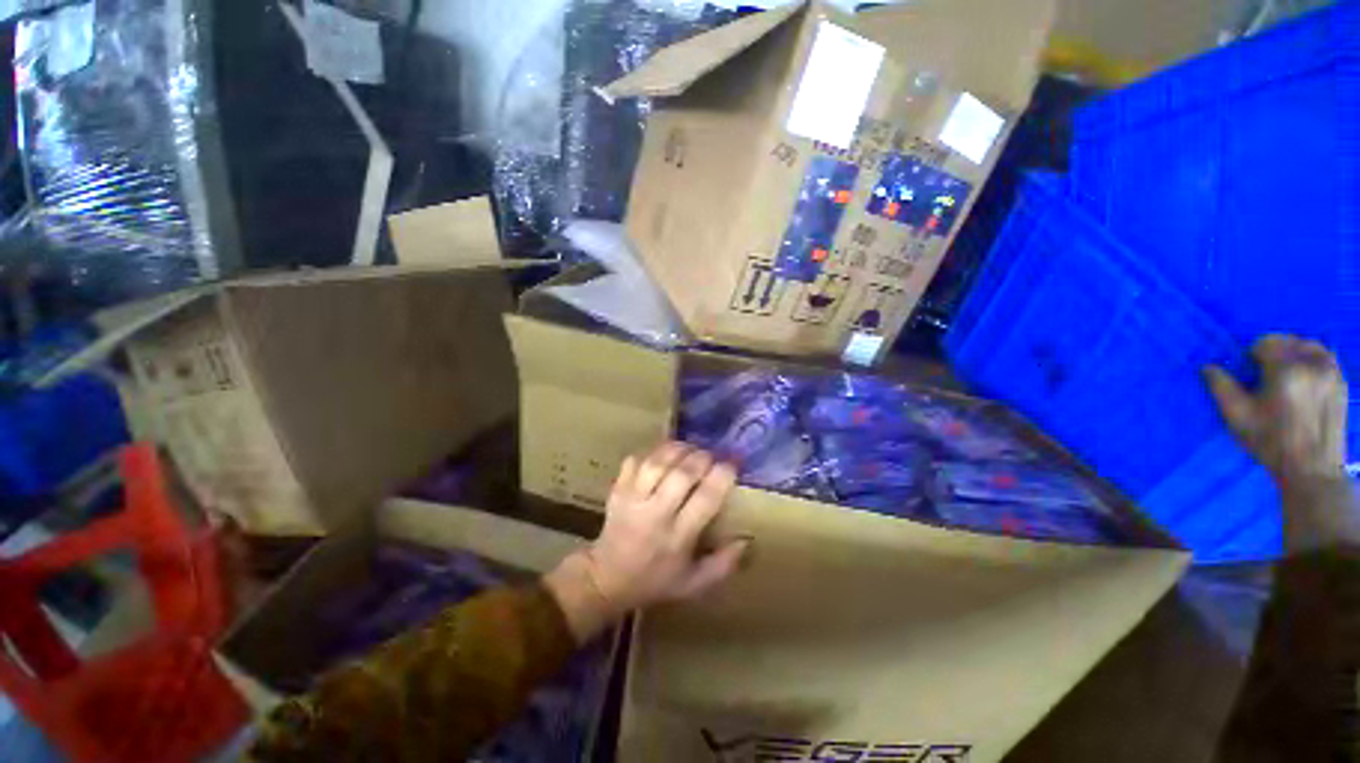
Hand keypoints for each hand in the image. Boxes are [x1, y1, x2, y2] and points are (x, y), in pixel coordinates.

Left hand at [543, 443, 748, 641]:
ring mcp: (632, 499)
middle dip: (702, 458)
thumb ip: (724, 564)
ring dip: (679, 449)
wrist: (606, 578)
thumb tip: (747, 539)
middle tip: (712, 455)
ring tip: (691, 449)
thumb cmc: (655, 580)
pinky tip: (665, 453)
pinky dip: (652, 451)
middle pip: (682, 475)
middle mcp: (655, 515)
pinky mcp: (618, 489)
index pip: (705, 499)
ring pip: (657, 463)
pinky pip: (636, 459)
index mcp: (678, 538)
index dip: (723, 476)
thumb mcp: (694, 584)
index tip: (732, 464)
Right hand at [1207, 335, 1358, 552]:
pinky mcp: (1342, 382)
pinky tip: (1306, 382)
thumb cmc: (1271, 442)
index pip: (1265, 342)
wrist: (1312, 470)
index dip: (1252, 356)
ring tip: (1287, 377)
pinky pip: (1326, 358)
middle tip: (1267, 377)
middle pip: (1289, 341)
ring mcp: (1332, 372)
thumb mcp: (1237, 417)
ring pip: (1310, 346)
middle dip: (1275, 353)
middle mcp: (1312, 364)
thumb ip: (1221, 387)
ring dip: (1295, 355)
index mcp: (1286, 370)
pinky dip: (1313, 362)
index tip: (1250, 375)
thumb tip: (1208, 367)